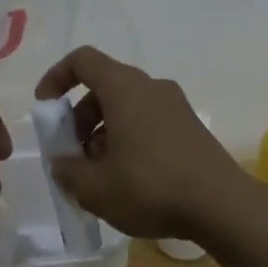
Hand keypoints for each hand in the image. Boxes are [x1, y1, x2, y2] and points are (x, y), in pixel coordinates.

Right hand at [34, 46, 261, 241]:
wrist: (222, 206)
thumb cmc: (151, 187)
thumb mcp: (96, 188)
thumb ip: (68, 172)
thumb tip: (62, 163)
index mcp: (125, 88)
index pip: (83, 61)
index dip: (57, 77)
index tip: (44, 106)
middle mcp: (151, 87)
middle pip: (104, 87)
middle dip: (79, 117)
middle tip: (72, 154)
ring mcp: (175, 106)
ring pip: (127, 107)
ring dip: (103, 132)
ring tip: (98, 174)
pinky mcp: (190, 128)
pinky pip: (148, 122)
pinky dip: (128, 139)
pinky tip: (127, 179)